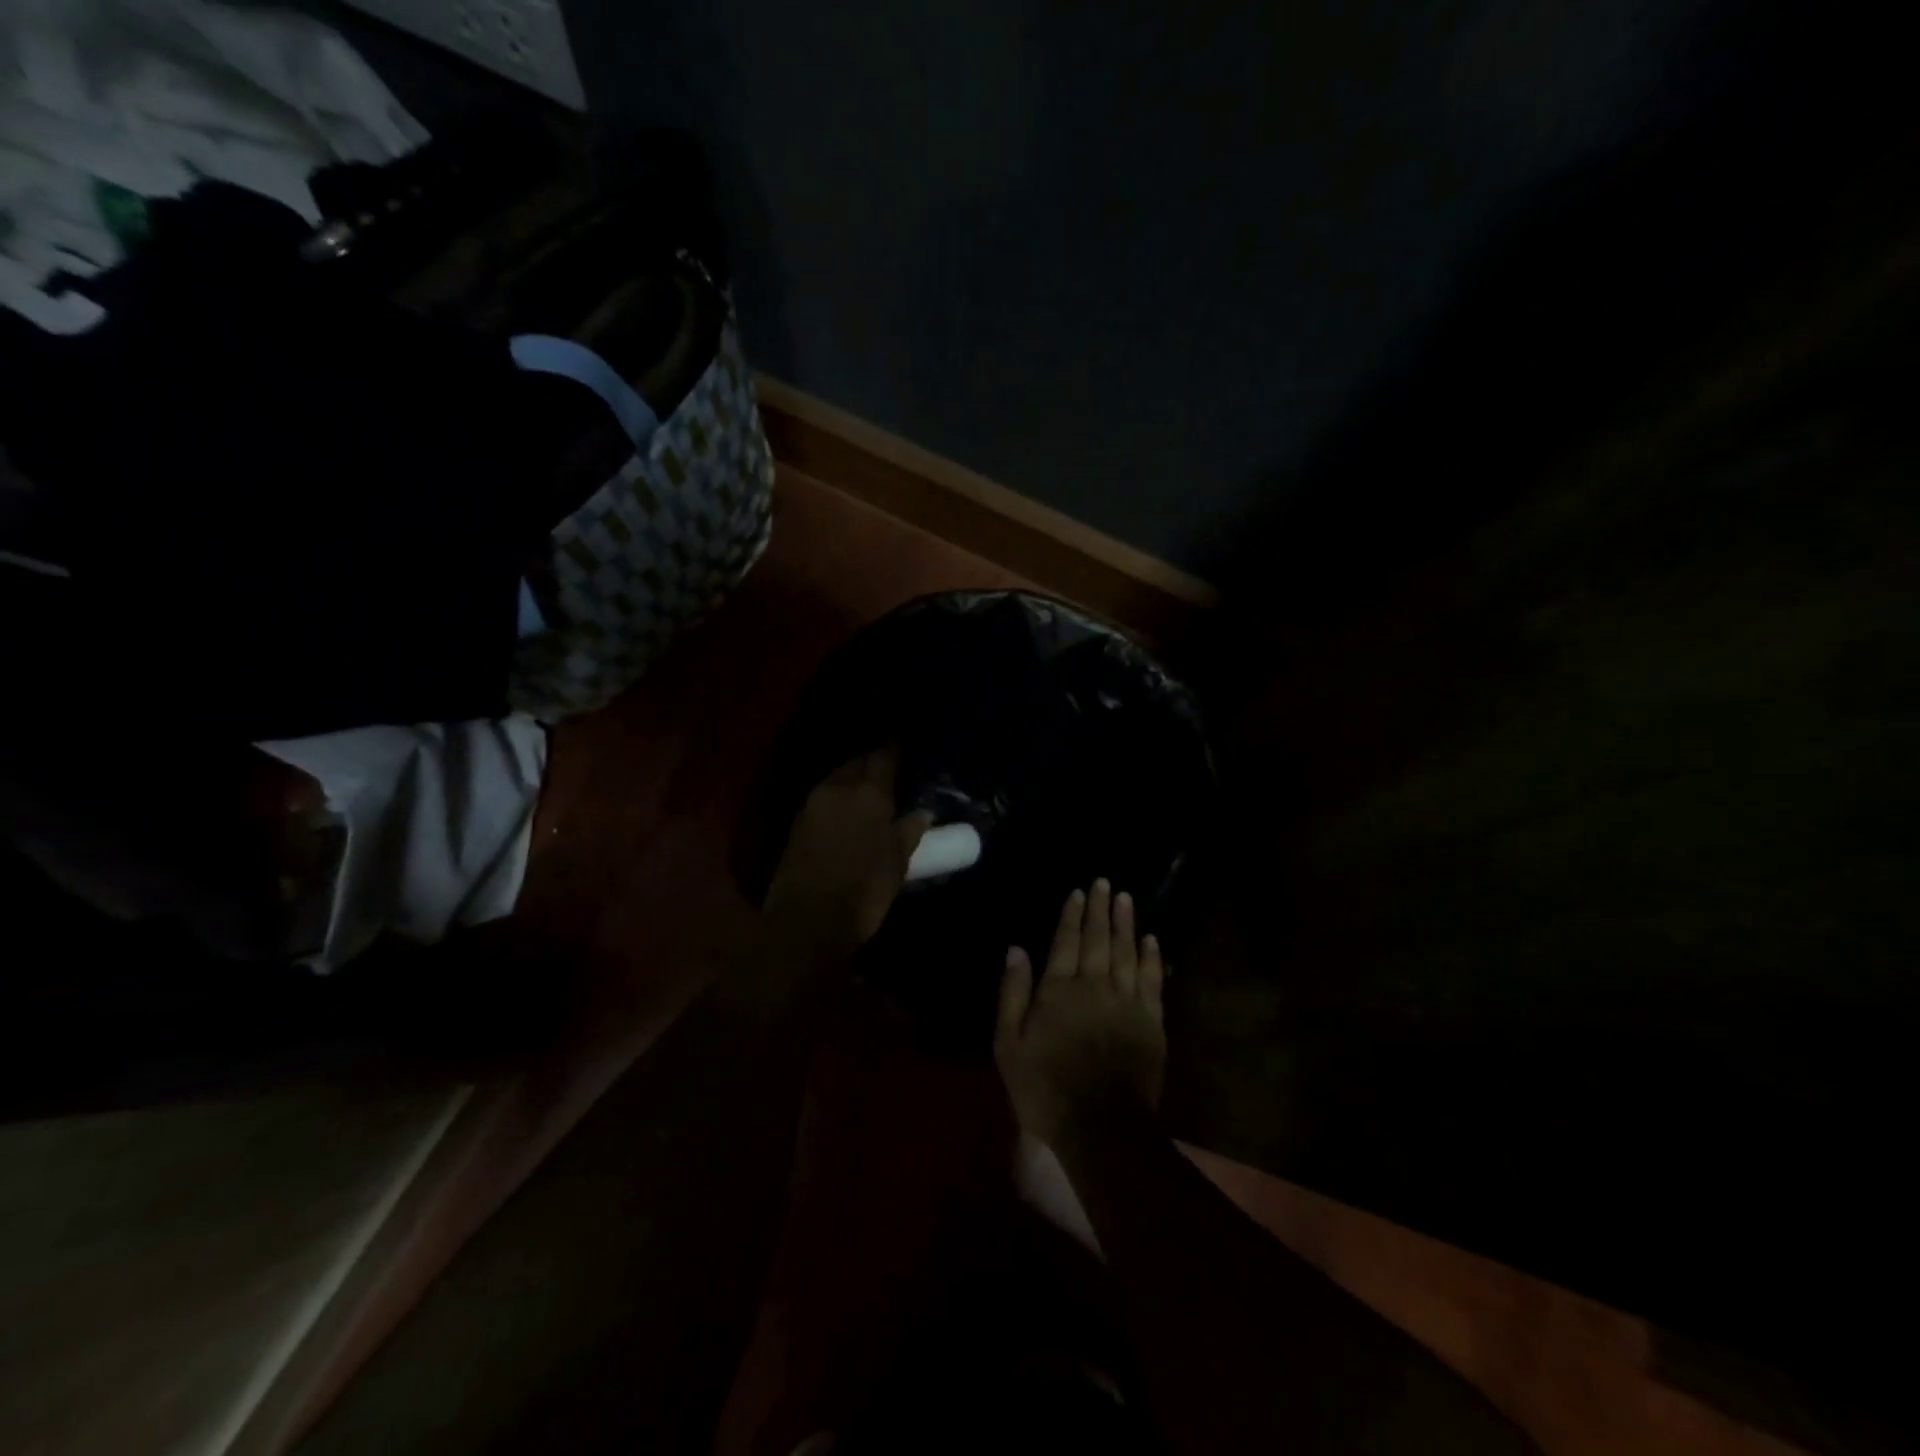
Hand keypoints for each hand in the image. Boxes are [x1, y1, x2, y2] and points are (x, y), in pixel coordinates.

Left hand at [764, 747, 931, 959]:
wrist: (806, 921)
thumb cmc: (863, 892)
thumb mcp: (897, 864)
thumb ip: (909, 832)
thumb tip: (922, 813)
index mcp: (868, 794)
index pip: (882, 757)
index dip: (893, 750)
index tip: (901, 747)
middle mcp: (838, 789)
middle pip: (855, 763)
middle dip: (870, 764)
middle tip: (886, 774)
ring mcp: (812, 805)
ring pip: (836, 779)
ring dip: (851, 780)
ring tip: (867, 794)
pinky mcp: (797, 823)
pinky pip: (822, 798)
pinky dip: (836, 798)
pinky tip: (846, 813)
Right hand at [994, 879, 1167, 1147]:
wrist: (1102, 1127)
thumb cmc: (1045, 1089)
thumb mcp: (1009, 1045)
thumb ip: (1013, 994)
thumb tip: (1016, 949)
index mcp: (1058, 990)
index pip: (1065, 942)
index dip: (1071, 915)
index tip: (1078, 892)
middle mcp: (1094, 986)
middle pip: (1098, 939)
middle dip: (1100, 910)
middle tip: (1105, 883)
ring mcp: (1127, 1002)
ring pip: (1126, 952)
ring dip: (1126, 924)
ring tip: (1126, 898)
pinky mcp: (1151, 1021)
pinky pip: (1152, 980)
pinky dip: (1151, 957)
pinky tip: (1151, 940)